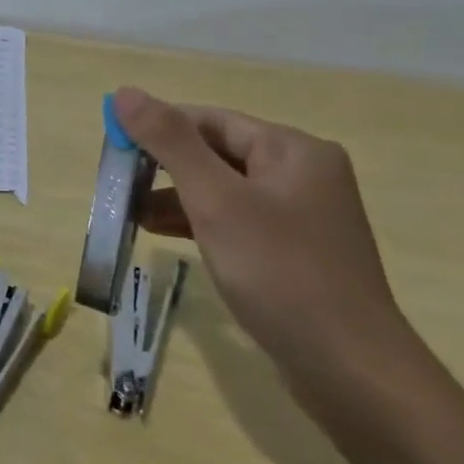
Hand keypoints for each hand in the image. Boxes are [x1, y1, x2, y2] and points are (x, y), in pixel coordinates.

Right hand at [113, 85, 421, 400]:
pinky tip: (162, 235)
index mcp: (292, 150)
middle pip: (216, 152)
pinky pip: (235, 220)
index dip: (156, 127)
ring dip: (174, 197)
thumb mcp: (216, 200)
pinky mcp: (293, 252)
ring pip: (222, 189)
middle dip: (163, 166)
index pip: (209, 120)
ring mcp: (300, 216)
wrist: (351, 371)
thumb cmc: (280, 273)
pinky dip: (197, 222)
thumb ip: (169, 142)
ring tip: (129, 214)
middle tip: (117, 185)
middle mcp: (302, 174)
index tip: (112, 148)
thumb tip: (124, 92)